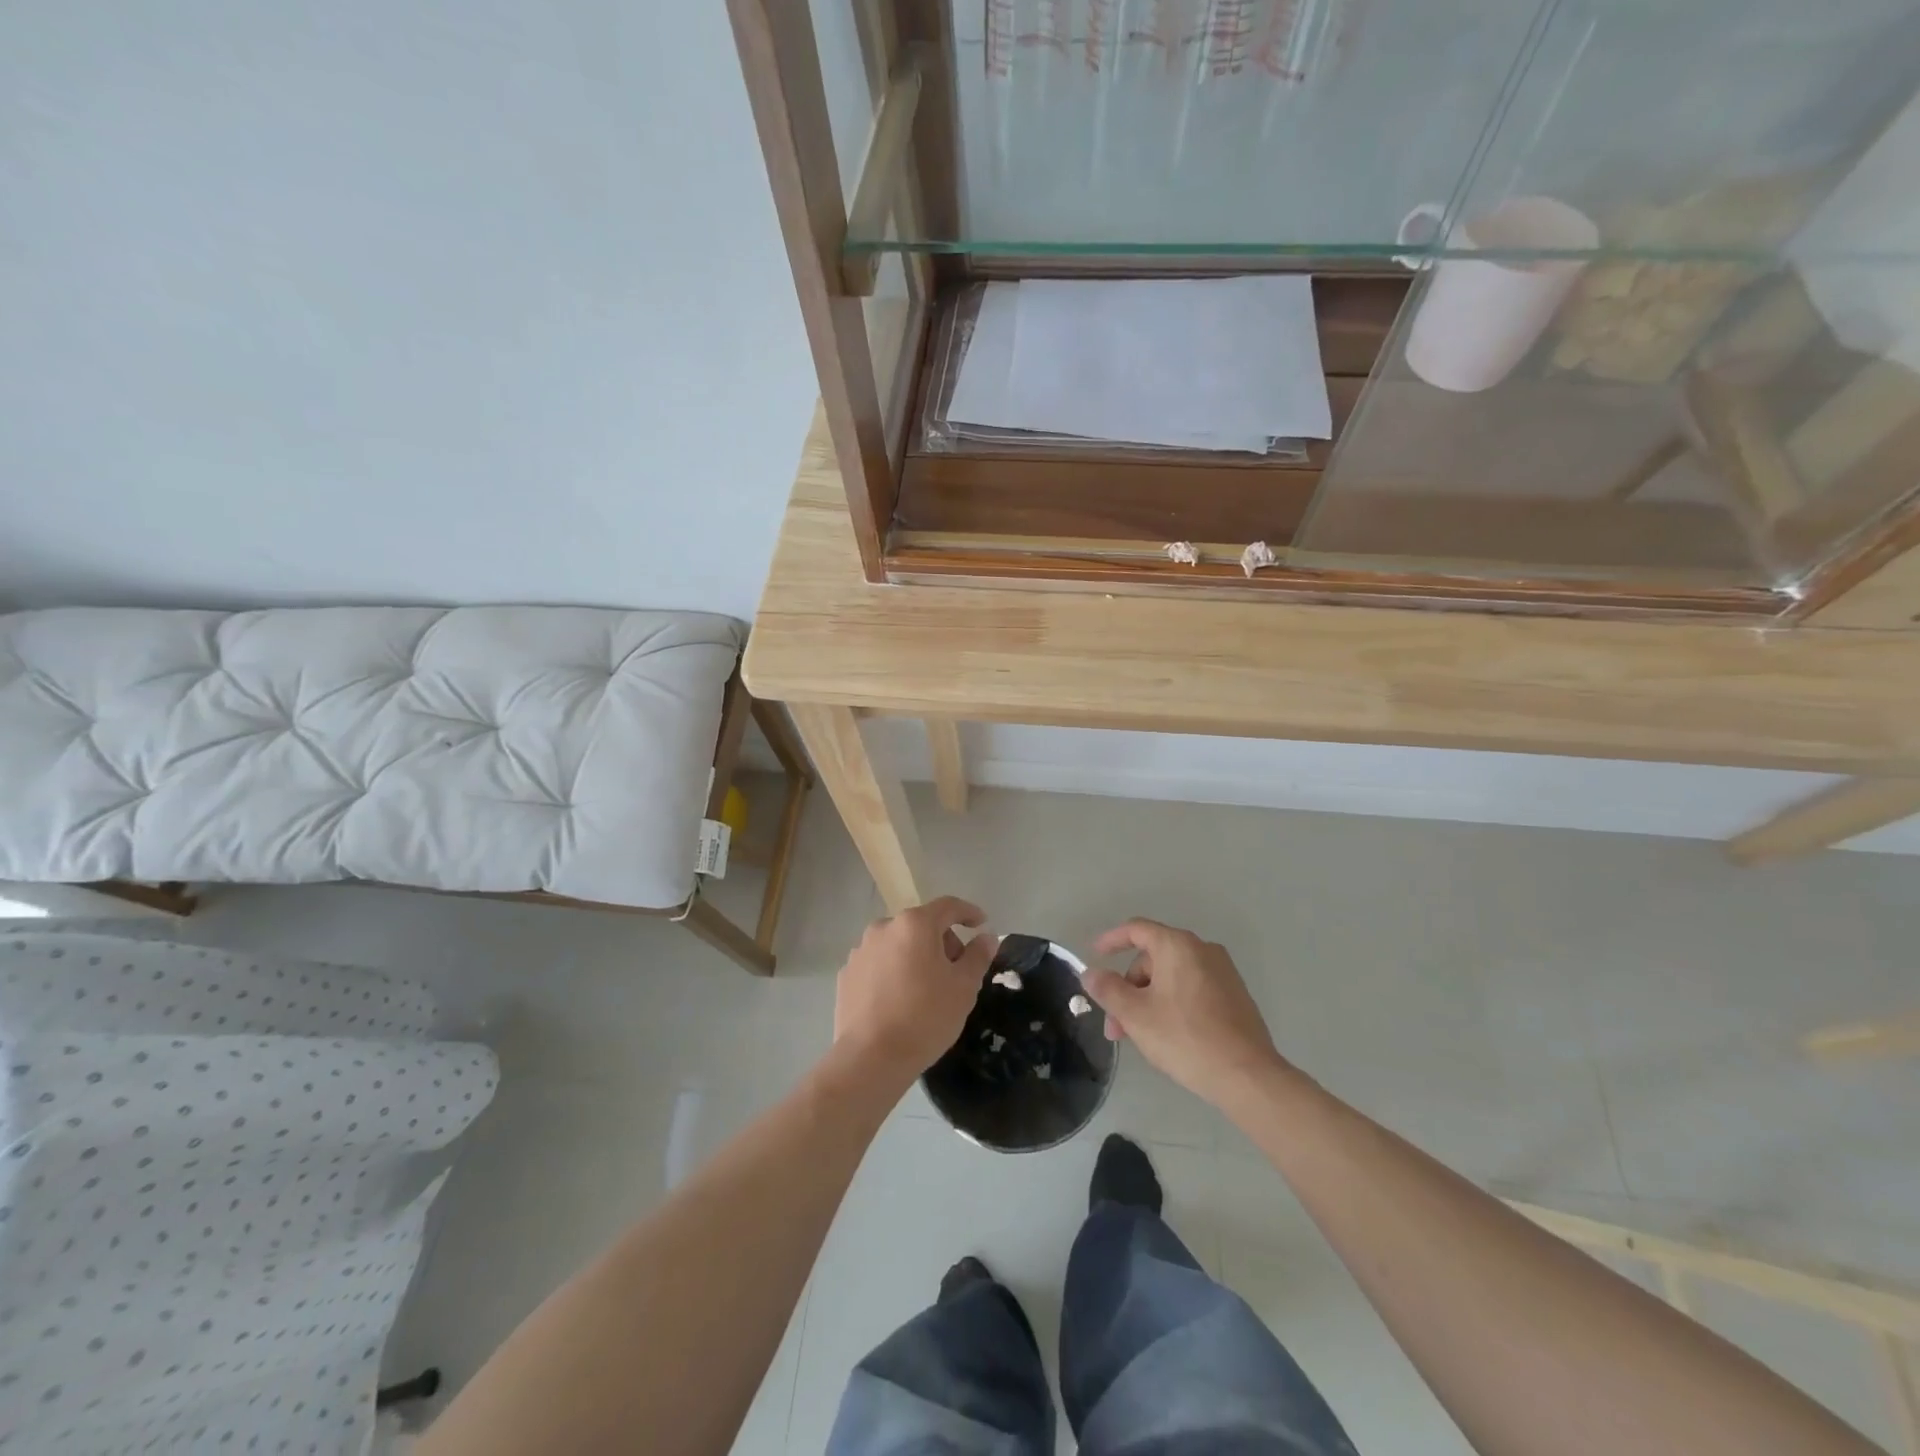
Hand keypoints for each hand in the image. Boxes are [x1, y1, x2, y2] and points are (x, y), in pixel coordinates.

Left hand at [834, 897, 997, 1088]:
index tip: (981, 923)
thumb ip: (978, 956)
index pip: (948, 906)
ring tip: (925, 989)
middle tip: (956, 971)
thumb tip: (986, 937)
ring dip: (915, 956)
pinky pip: (878, 964)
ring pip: (898, 944)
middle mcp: (884, 928)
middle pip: (921, 925)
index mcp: (915, 924)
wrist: (870, 1058)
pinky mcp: (847, 974)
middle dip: (942, 941)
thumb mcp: (964, 987)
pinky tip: (899, 1000)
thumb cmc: (925, 1017)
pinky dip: (893, 972)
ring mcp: (860, 951)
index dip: (968, 912)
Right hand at [1083, 919, 1285, 1107]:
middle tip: (1116, 1025)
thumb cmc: (1185, 1037)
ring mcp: (1223, 973)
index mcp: (1177, 945)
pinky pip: (1192, 989)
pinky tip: (1168, 1035)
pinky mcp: (1235, 996)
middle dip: (1129, 988)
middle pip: (1152, 958)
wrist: (1247, 1076)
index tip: (1095, 954)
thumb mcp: (1135, 1015)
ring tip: (1138, 1037)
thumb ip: (1108, 989)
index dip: (1111, 940)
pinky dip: (1172, 1003)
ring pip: (1171, 977)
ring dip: (1148, 1000)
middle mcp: (1202, 950)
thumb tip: (1091, 973)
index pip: (1136, 929)